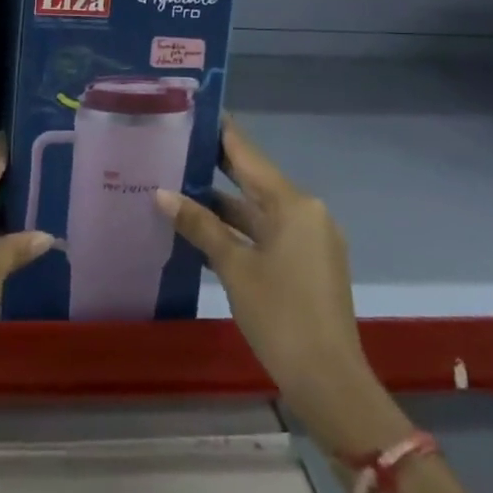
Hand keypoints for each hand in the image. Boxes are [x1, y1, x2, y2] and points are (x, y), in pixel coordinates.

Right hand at [156, 120, 405, 456]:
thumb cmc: (281, 317)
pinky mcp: (308, 263)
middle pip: (254, 178)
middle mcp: (305, 211)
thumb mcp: (235, 268)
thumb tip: (162, 194)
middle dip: (216, 164)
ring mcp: (310, 238)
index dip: (220, 132)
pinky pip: (268, 231)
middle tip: (176, 142)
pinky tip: (205, 226)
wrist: (330, 383)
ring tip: (178, 182)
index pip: (248, 154)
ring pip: (259, 208)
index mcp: (293, 204)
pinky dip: (239, 227)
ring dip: (223, 201)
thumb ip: (200, 226)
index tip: (193, 110)